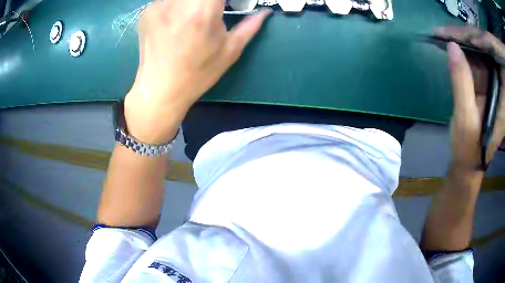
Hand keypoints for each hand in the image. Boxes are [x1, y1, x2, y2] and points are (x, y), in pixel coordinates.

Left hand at [124, 0, 271, 143]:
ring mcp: (158, 4)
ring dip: (192, 2)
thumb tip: (266, 12)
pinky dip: (175, 4)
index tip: (225, 5)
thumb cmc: (198, 73)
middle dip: (209, 1)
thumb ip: (250, 26)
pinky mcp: (146, 11)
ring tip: (192, 17)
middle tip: (213, 10)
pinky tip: (175, 20)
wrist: (160, 90)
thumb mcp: (230, 51)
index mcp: (203, 9)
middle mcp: (178, 1)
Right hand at [435, 27, 504, 169]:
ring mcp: (491, 83)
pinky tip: (451, 43)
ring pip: (481, 51)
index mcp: (502, 97)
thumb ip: (462, 82)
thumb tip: (451, 45)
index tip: (465, 34)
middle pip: (487, 51)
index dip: (483, 42)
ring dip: (464, 40)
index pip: (495, 61)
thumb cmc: (469, 148)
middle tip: (448, 29)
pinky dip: (463, 49)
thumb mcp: (466, 119)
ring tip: (445, 33)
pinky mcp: (484, 82)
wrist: (467, 161)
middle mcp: (498, 86)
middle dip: (470, 37)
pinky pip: (475, 59)